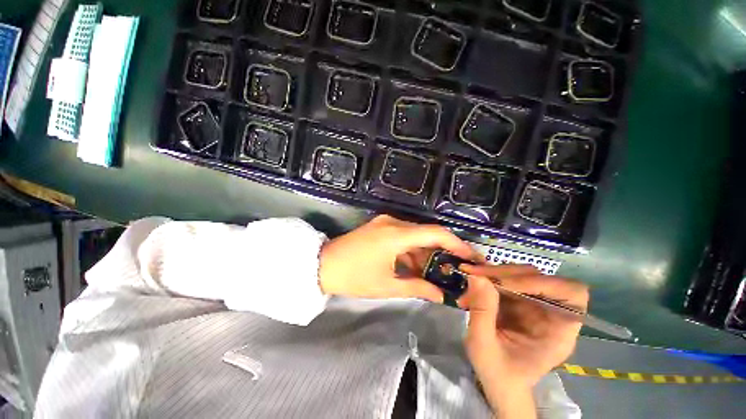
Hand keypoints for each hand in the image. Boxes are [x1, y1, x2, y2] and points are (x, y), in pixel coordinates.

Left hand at [318, 215, 478, 301]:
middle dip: (443, 250)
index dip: (456, 244)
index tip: (470, 257)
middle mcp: (393, 222)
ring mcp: (385, 222)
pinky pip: (403, 235)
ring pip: (415, 234)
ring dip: (427, 251)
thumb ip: (418, 288)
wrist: (322, 265)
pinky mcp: (379, 226)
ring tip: (439, 270)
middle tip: (457, 267)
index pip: (435, 233)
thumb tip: (442, 296)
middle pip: (427, 232)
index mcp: (395, 234)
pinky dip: (413, 249)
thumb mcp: (387, 285)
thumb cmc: (353, 277)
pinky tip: (417, 264)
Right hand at [458, 265, 588, 417]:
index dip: (541, 282)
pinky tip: (470, 292)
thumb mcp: (483, 346)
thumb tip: (477, 276)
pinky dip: (486, 280)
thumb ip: (482, 311)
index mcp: (558, 332)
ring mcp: (533, 305)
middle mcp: (551, 313)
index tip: (506, 283)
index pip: (570, 293)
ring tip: (469, 283)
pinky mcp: (518, 301)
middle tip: (475, 274)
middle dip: (505, 273)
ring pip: (518, 275)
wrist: (498, 383)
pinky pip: (504, 280)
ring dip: (491, 275)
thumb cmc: (498, 374)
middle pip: (538, 277)